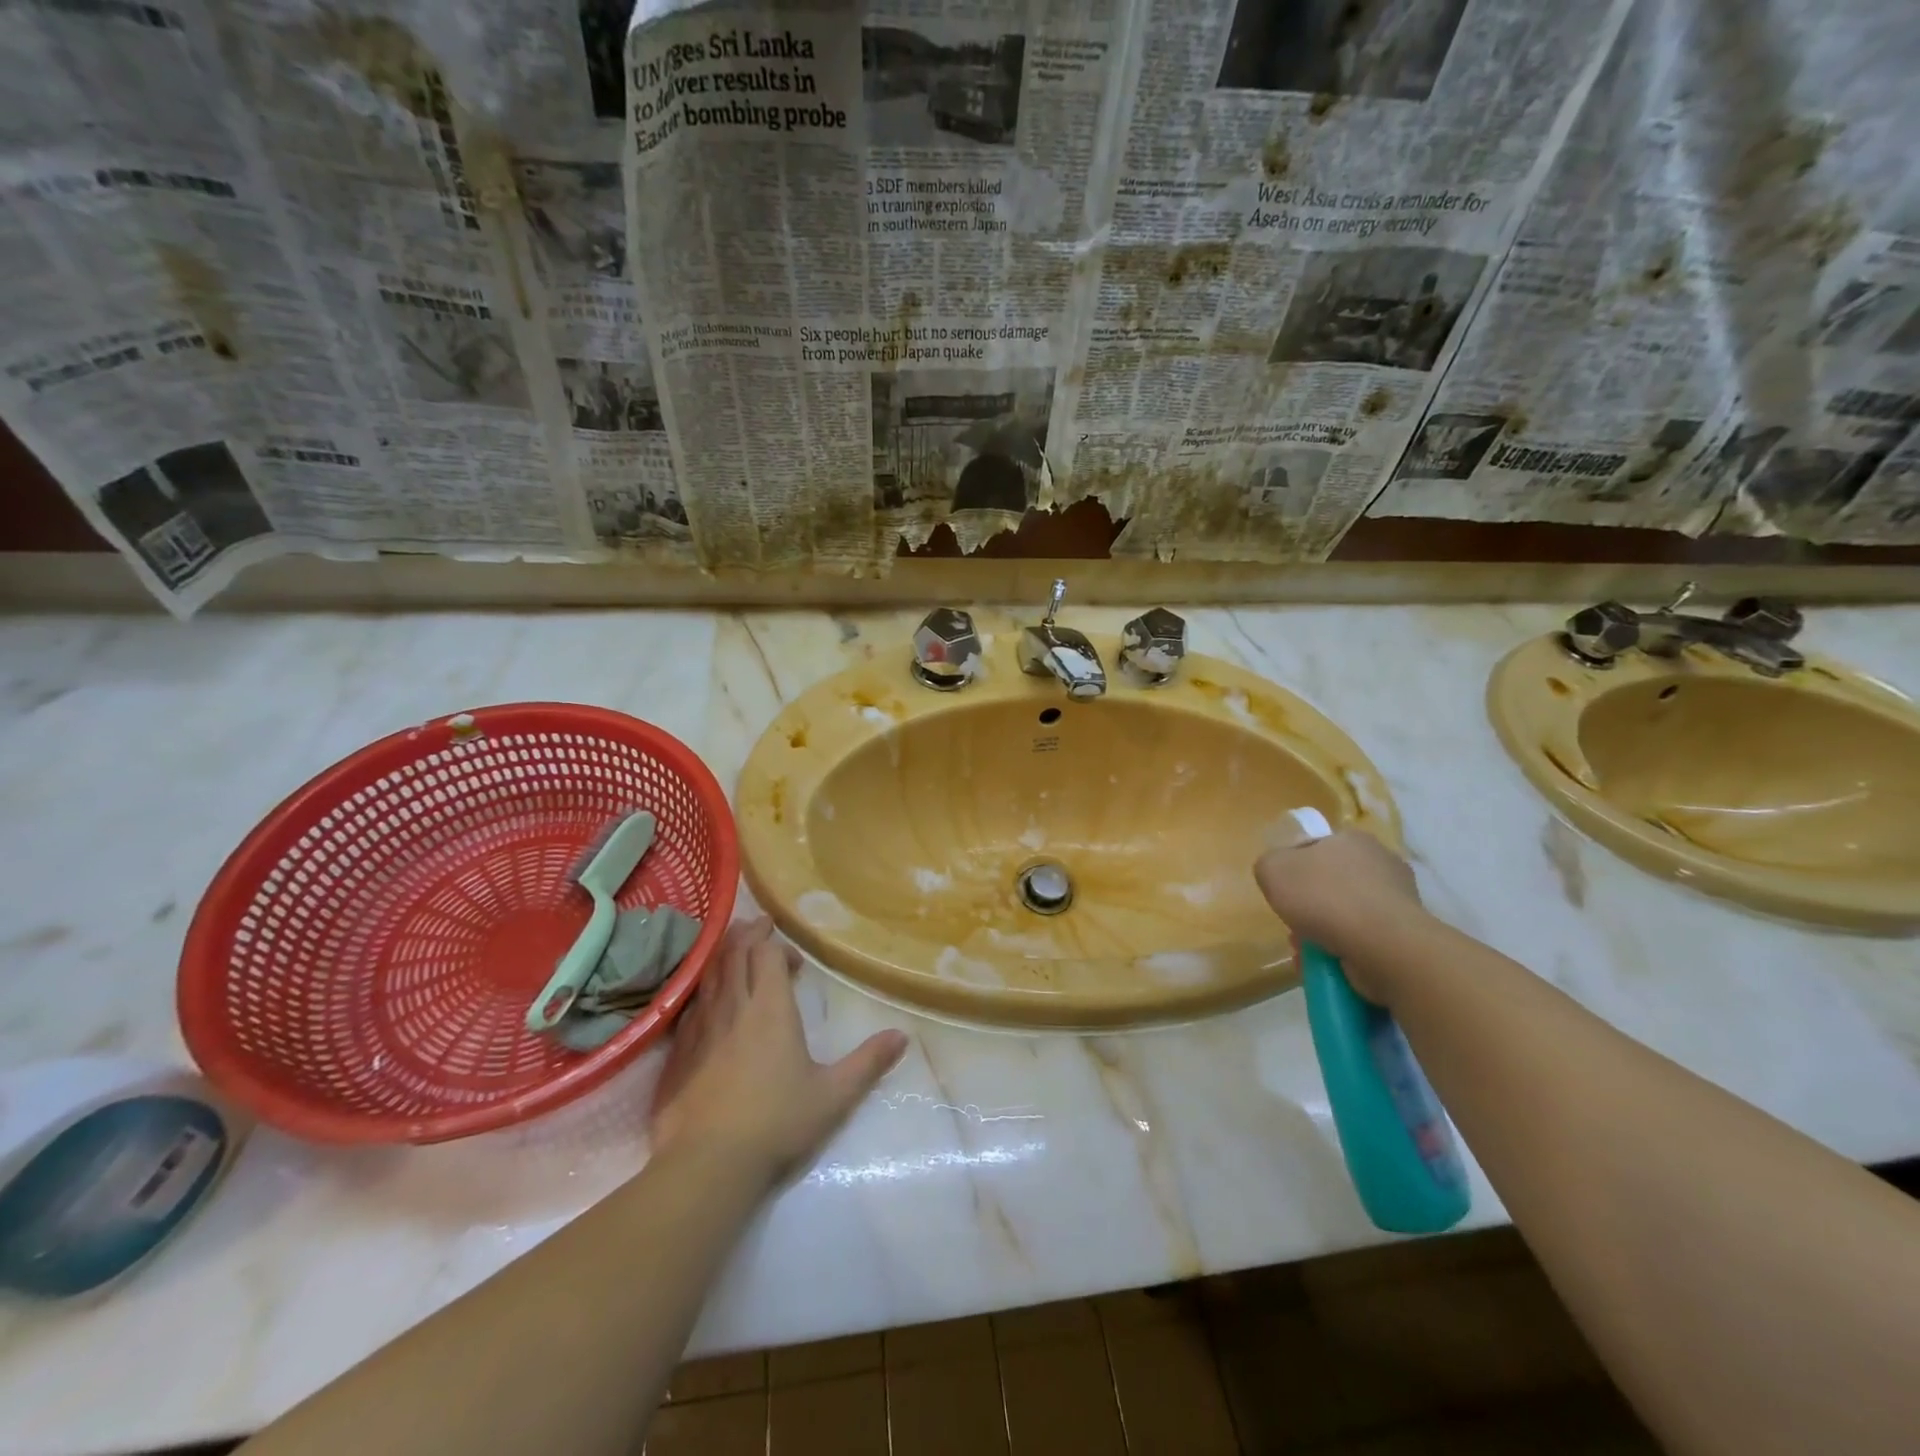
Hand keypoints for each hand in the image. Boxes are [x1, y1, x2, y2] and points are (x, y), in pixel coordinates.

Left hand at [650, 918, 908, 1189]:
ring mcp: (701, 1027)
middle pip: (735, 953)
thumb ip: (868, 1062)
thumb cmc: (776, 1124)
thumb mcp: (833, 1095)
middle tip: (760, 928)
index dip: (778, 946)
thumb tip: (902, 1036)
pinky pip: (691, 1003)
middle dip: (748, 935)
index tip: (794, 960)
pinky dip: (702, 988)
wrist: (706, 1165)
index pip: (767, 955)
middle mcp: (733, 1007)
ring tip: (734, 950)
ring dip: (723, 955)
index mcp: (771, 1009)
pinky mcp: (679, 1050)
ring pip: (710, 974)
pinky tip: (706, 999)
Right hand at [1254, 829, 1423, 1002]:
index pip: (1315, 848)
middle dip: (1309, 907)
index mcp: (1353, 839)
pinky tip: (1327, 966)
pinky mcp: (1406, 936)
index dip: (1294, 869)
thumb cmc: (1325, 898)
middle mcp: (1382, 864)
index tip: (1283, 892)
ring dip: (1323, 934)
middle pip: (1331, 884)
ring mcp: (1399, 901)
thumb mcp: (1272, 869)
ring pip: (1346, 916)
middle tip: (1293, 926)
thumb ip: (1269, 865)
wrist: (1384, 947)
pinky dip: (1344, 952)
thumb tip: (1279, 874)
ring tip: (1306, 954)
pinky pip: (1364, 941)